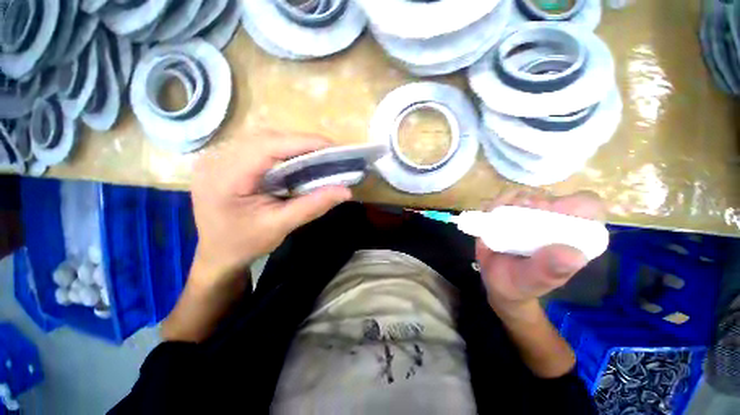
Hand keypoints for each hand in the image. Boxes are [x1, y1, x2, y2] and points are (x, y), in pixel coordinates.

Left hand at [190, 130, 352, 279]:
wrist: (218, 255)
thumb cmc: (244, 244)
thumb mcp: (280, 226)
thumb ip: (313, 206)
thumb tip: (346, 191)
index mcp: (225, 176)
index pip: (268, 146)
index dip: (303, 142)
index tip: (332, 147)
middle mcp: (217, 159)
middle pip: (266, 138)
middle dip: (301, 143)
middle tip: (329, 153)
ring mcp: (219, 158)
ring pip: (263, 140)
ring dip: (293, 145)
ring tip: (317, 156)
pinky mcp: (227, 162)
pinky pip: (259, 148)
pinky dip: (283, 151)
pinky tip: (297, 160)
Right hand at [475, 190, 605, 315]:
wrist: (495, 281)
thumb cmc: (521, 284)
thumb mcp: (536, 281)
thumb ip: (550, 270)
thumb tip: (572, 254)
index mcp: (572, 235)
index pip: (587, 206)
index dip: (572, 204)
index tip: (550, 214)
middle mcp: (552, 221)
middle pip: (550, 197)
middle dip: (533, 204)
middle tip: (519, 218)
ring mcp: (527, 216)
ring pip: (523, 195)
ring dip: (510, 202)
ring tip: (499, 219)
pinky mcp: (505, 214)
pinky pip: (501, 200)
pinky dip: (494, 205)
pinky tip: (490, 216)